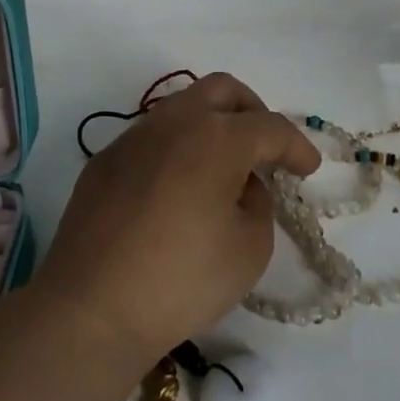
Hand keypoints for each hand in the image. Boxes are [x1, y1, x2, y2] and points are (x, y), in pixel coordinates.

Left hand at [33, 74, 320, 365]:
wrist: (91, 309)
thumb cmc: (182, 279)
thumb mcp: (250, 247)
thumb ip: (258, 202)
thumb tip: (241, 184)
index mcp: (217, 137)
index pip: (270, 127)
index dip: (296, 146)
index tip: (308, 169)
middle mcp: (174, 123)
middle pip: (223, 91)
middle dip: (253, 112)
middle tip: (265, 148)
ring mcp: (132, 138)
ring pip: (182, 107)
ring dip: (211, 126)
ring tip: (222, 169)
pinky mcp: (104, 161)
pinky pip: (151, 137)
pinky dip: (177, 148)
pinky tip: (177, 188)